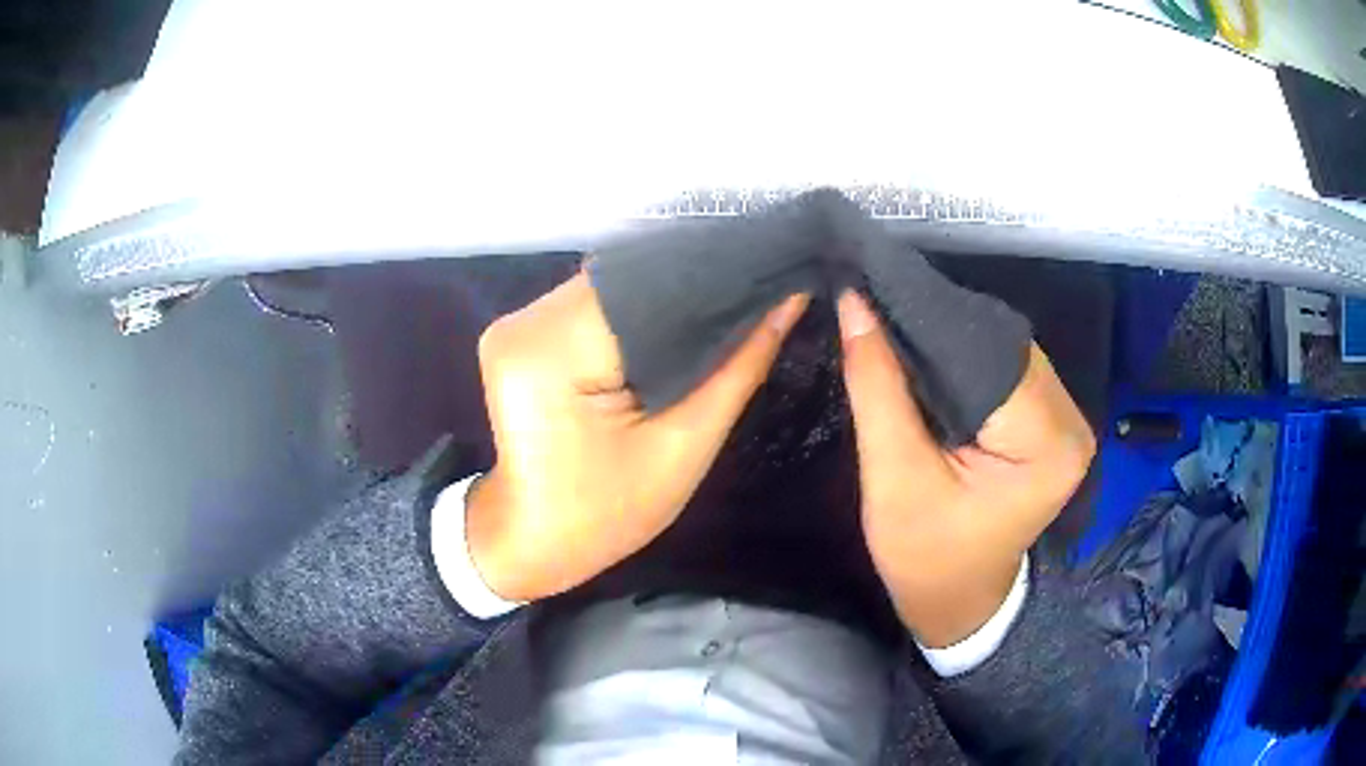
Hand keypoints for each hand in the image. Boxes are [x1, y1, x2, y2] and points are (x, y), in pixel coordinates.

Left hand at [466, 271, 809, 601]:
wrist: (532, 542)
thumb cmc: (603, 515)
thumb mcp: (682, 448)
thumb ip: (737, 367)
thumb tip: (789, 298)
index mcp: (552, 351)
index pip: (646, 287)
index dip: (710, 282)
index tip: (769, 277)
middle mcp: (523, 322)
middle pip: (625, 282)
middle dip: (688, 291)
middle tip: (756, 292)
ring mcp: (515, 324)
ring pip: (610, 290)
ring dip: (661, 302)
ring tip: (722, 306)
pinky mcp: (520, 333)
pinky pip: (590, 307)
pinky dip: (633, 316)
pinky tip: (672, 325)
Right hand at [836, 290, 1094, 646]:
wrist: (958, 601)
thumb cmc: (926, 557)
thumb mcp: (893, 479)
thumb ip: (878, 387)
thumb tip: (855, 303)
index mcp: (1046, 443)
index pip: (986, 355)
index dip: (928, 327)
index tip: (873, 300)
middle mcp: (1071, 421)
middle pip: (999, 347)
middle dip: (940, 334)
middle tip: (880, 317)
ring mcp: (1067, 420)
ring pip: (1003, 351)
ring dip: (953, 346)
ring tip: (901, 337)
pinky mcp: (1053, 423)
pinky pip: (1008, 370)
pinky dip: (969, 363)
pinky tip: (934, 363)